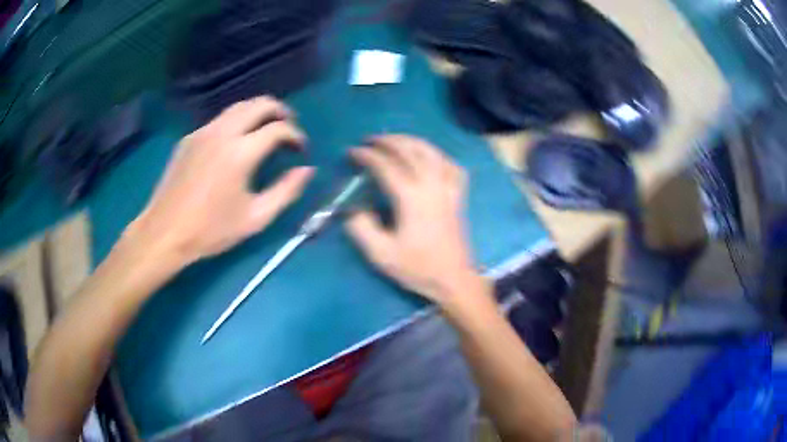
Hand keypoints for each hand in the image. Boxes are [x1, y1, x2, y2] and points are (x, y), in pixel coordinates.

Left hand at [126, 96, 313, 265]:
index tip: (300, 150)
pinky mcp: (189, 138)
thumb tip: (307, 170)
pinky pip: (219, 120)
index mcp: (240, 153)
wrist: (165, 232)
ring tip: (266, 129)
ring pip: (238, 107)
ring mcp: (203, 132)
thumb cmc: (210, 230)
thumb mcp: (255, 218)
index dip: (296, 136)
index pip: (278, 129)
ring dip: (258, 112)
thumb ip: (285, 191)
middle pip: (259, 104)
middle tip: (288, 128)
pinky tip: (236, 142)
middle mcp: (223, 133)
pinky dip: (236, 122)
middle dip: (280, 111)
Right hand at [345, 135, 481, 305]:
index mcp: (411, 198)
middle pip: (410, 150)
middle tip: (370, 140)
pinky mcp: (458, 195)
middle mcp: (431, 185)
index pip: (386, 166)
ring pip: (431, 152)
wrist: (453, 279)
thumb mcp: (382, 254)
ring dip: (411, 141)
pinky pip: (451, 165)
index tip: (352, 153)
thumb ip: (362, 228)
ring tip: (396, 140)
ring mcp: (448, 188)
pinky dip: (438, 155)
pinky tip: (430, 158)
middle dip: (388, 141)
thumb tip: (353, 208)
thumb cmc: (418, 268)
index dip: (367, 156)